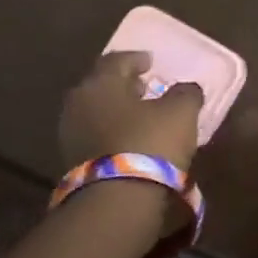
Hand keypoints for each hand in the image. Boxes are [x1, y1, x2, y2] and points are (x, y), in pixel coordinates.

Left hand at [57, 51, 203, 170]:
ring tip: (141, 115)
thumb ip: (186, 93)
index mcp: (100, 83)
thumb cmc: (150, 142)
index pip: (117, 60)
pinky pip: (96, 135)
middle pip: (102, 86)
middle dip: (124, 85)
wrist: (118, 199)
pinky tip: (131, 138)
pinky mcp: (73, 161)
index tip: (150, 61)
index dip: (137, 59)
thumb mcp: (181, 112)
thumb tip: (187, 88)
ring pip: (97, 112)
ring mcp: (71, 134)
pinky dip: (113, 131)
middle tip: (144, 86)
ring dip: (118, 110)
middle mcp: (78, 103)